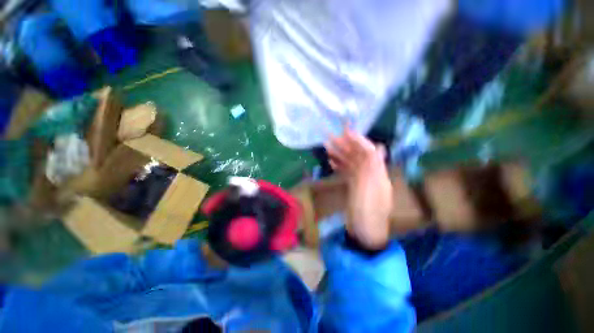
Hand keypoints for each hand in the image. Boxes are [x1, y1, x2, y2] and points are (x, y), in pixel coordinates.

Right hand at [325, 128, 392, 249]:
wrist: (364, 232)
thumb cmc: (368, 212)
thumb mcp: (372, 189)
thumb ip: (374, 167)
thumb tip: (380, 146)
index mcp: (377, 173)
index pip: (369, 151)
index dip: (358, 140)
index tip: (345, 131)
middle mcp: (370, 173)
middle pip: (357, 155)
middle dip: (345, 145)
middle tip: (329, 136)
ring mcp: (361, 180)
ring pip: (349, 162)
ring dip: (339, 154)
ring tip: (326, 146)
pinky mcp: (353, 186)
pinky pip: (346, 172)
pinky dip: (339, 165)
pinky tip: (331, 161)